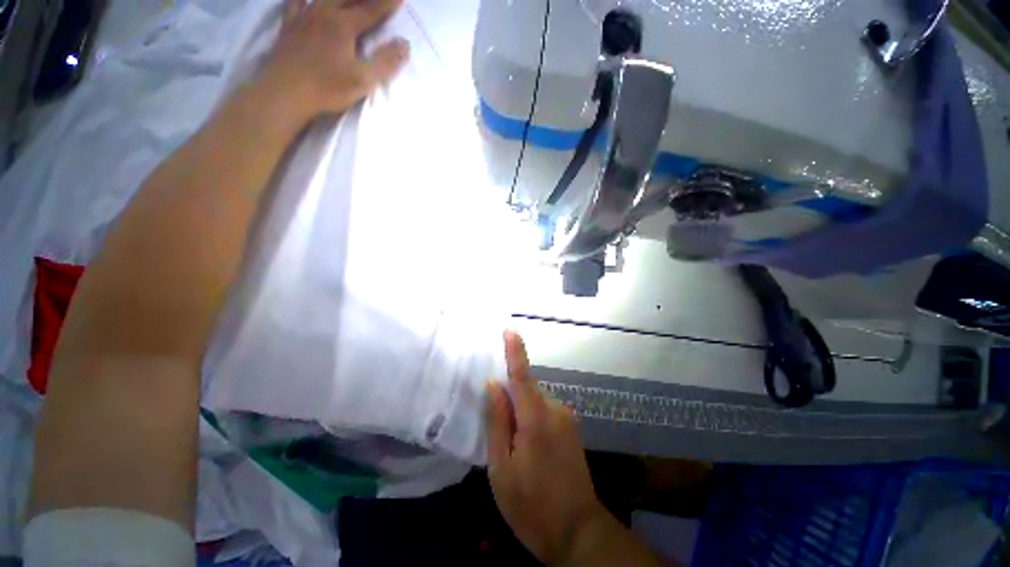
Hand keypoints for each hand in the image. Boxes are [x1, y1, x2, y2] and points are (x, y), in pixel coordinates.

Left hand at [258, 0, 409, 121]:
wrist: (285, 91)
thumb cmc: (327, 88)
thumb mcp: (363, 80)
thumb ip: (385, 62)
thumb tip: (405, 45)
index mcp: (343, 25)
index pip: (371, 10)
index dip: (387, 4)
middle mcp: (324, 12)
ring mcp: (303, 15)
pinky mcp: (288, 24)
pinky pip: (295, 0)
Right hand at [486, 331, 607, 565]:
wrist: (578, 533)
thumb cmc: (531, 506)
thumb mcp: (502, 468)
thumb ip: (497, 421)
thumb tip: (493, 385)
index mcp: (536, 418)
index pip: (522, 375)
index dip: (515, 350)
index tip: (509, 330)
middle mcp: (555, 410)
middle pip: (527, 387)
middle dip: (509, 392)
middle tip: (491, 411)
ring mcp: (566, 419)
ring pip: (535, 400)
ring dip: (519, 408)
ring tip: (507, 437)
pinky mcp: (570, 428)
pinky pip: (544, 410)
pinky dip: (530, 415)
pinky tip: (524, 442)